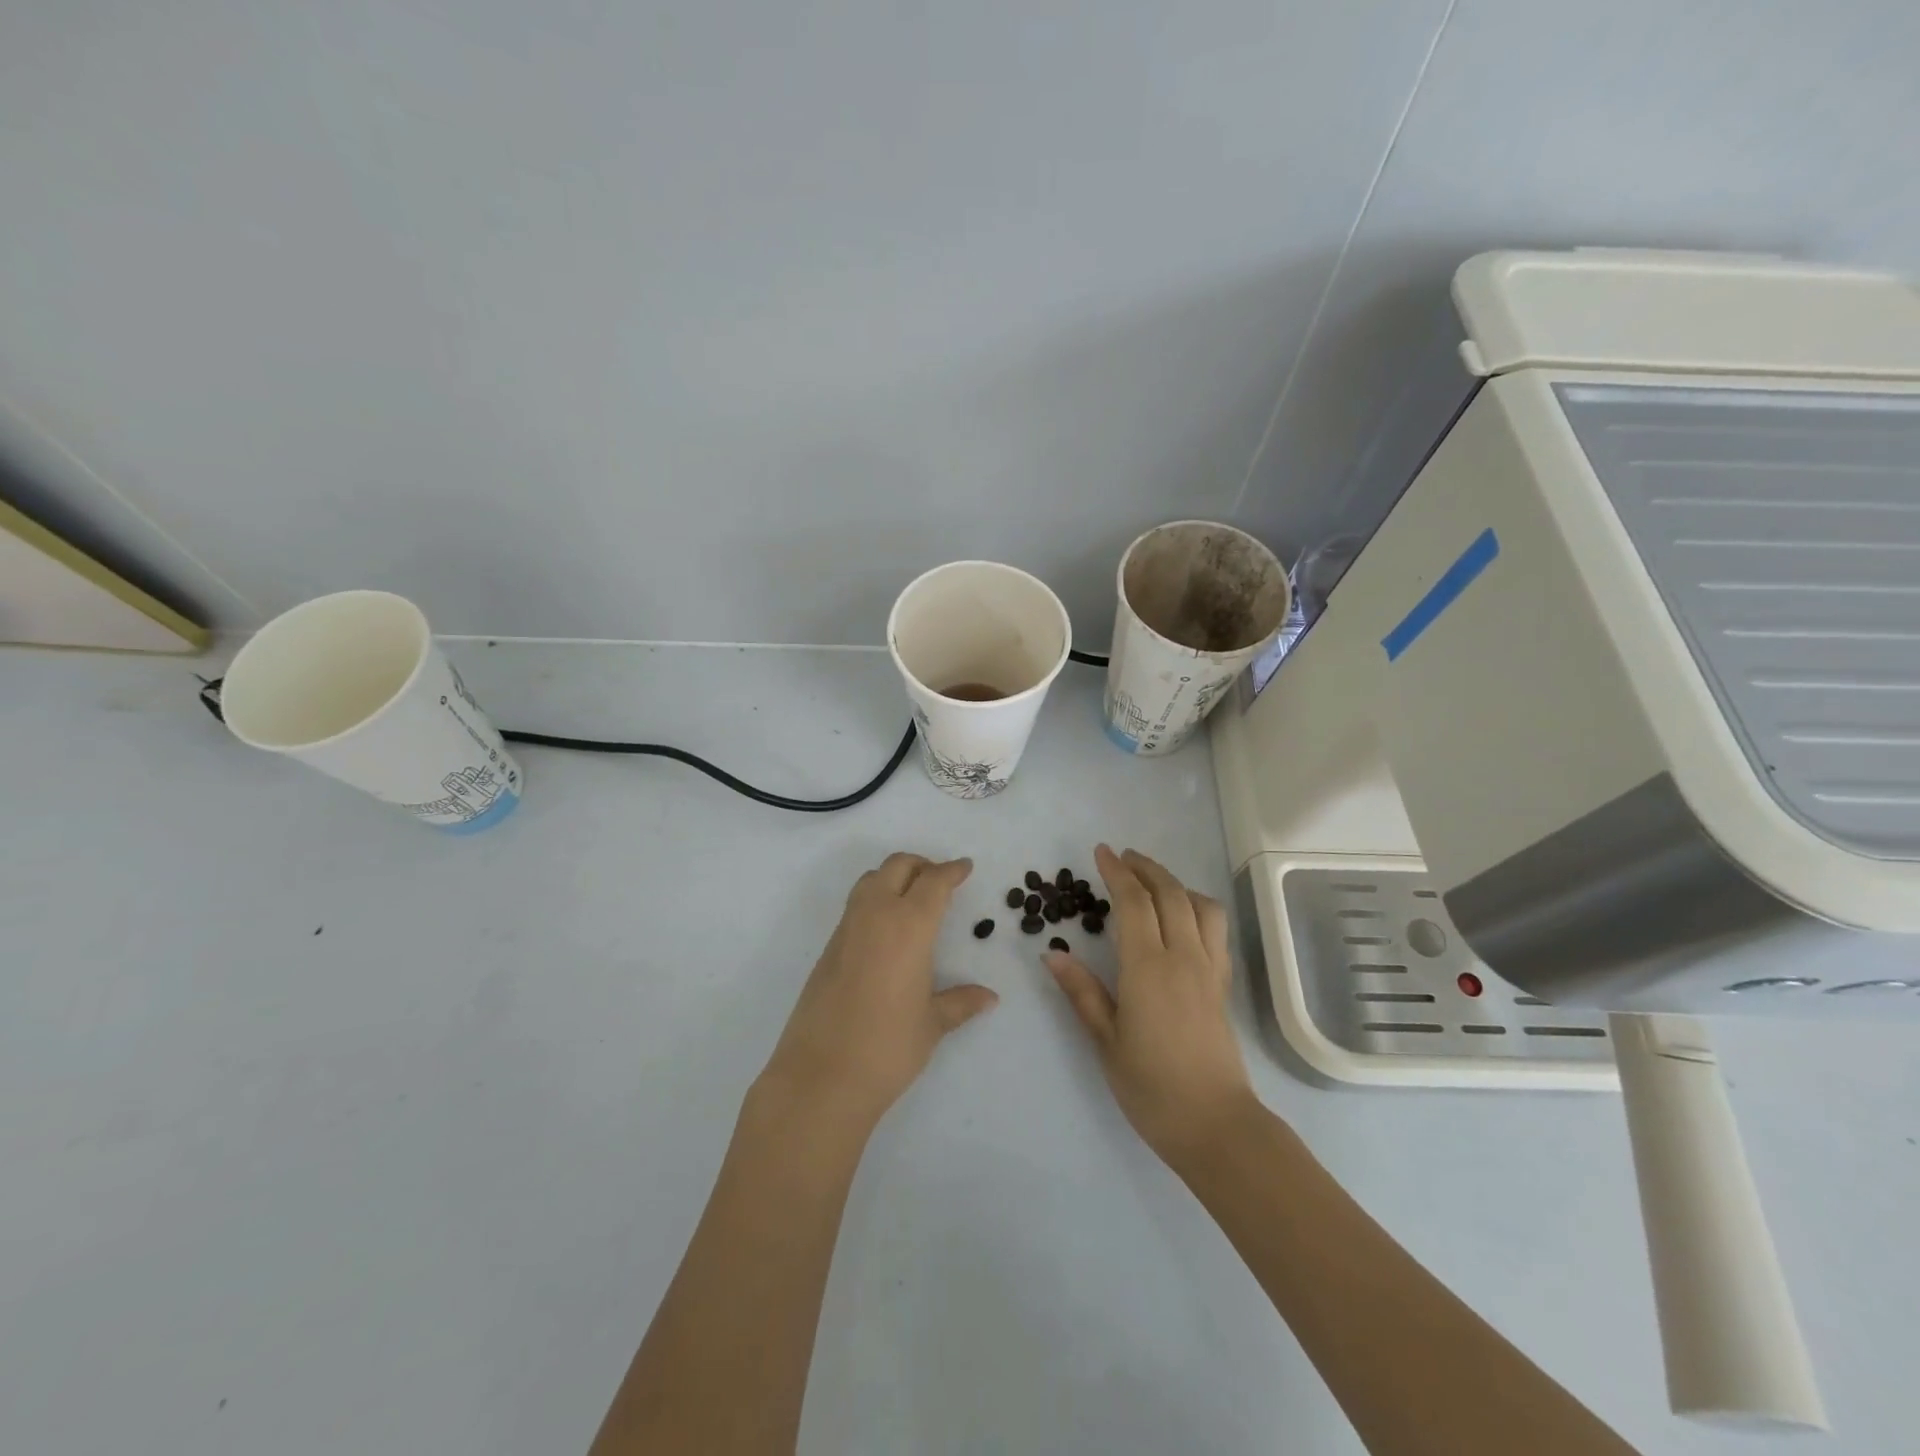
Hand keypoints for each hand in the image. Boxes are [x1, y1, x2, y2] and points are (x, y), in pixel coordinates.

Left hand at [759, 853, 997, 1134]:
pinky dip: (875, 900)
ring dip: (894, 877)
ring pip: (871, 880)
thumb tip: (989, 998)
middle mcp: (876, 915)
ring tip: (913, 899)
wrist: (820, 1076)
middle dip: (922, 865)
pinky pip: (855, 905)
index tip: (965, 867)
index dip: (951, 871)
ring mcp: (847, 929)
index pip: (933, 882)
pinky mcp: (828, 948)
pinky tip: (887, 930)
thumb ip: (960, 1003)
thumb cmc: (887, 1047)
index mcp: (908, 926)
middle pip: (898, 866)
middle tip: (941, 880)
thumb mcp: (932, 1024)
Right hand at [1046, 844, 1253, 1164]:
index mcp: (1148, 967)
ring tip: (1152, 883)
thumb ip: (1082, 992)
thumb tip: (1052, 953)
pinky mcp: (1222, 984)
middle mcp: (1183, 957)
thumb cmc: (1151, 1087)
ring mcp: (1208, 968)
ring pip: (1200, 905)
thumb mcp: (1106, 1041)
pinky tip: (1182, 917)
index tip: (1101, 852)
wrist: (1216, 1124)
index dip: (1116, 872)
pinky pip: (1215, 928)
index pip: (1133, 902)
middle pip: (1169, 893)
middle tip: (1122, 857)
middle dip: (1145, 868)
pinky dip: (1197, 906)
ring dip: (1175, 883)